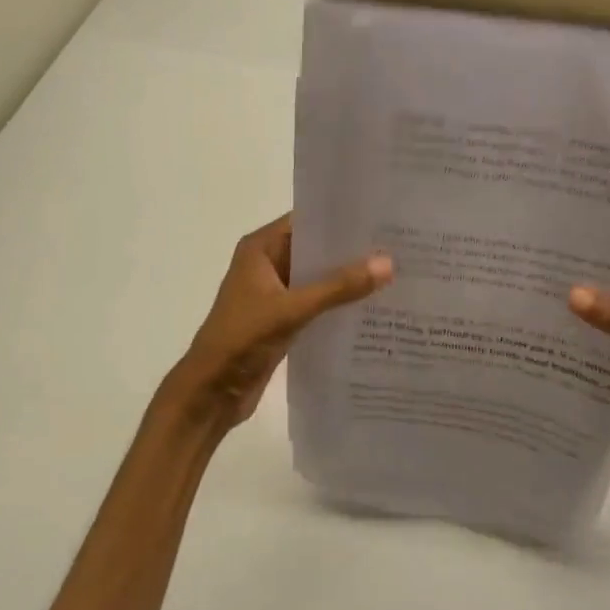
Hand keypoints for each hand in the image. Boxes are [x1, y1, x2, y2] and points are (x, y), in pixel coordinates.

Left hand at [169, 215, 392, 427]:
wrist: (211, 392)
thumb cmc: (242, 339)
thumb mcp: (292, 309)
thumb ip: (338, 287)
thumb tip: (387, 263)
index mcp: (260, 249)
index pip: (307, 220)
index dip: (341, 218)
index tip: (381, 217)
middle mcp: (268, 264)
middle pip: (315, 249)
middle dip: (352, 250)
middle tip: (398, 246)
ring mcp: (275, 294)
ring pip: (318, 279)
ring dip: (348, 279)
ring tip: (395, 274)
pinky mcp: (282, 320)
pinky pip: (317, 304)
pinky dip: (339, 304)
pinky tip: (373, 307)